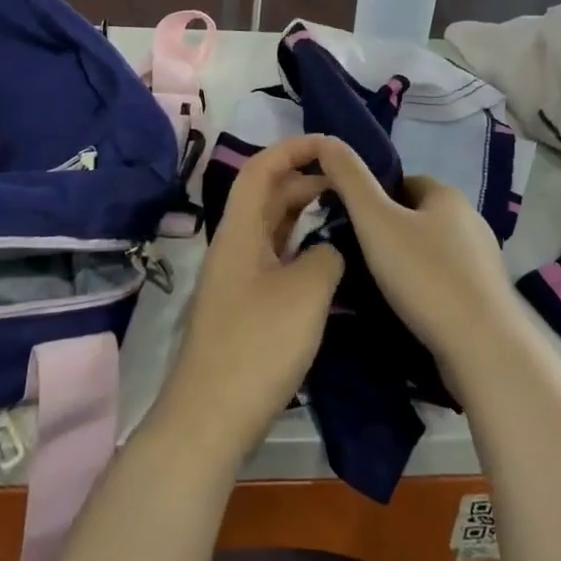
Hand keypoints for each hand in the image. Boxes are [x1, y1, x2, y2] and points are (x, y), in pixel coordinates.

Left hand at [157, 136, 343, 461]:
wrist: (212, 416)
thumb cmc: (257, 345)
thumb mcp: (306, 291)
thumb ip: (327, 255)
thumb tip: (331, 250)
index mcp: (239, 231)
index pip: (261, 169)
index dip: (292, 148)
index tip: (330, 144)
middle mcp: (235, 245)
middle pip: (267, 196)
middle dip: (304, 179)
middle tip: (348, 181)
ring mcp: (239, 277)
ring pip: (272, 228)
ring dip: (303, 213)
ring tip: (344, 210)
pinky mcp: (247, 305)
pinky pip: (276, 257)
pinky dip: (301, 247)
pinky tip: (327, 257)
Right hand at [314, 137, 522, 381]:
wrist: (482, 347)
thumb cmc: (425, 275)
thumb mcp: (375, 221)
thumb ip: (349, 179)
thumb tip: (326, 140)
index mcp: (447, 194)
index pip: (402, 181)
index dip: (372, 197)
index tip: (349, 223)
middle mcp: (471, 219)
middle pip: (416, 215)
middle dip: (387, 230)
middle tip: (357, 256)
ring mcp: (482, 259)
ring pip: (430, 248)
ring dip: (405, 260)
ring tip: (376, 285)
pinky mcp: (485, 295)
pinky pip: (444, 279)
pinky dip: (424, 286)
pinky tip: (406, 308)